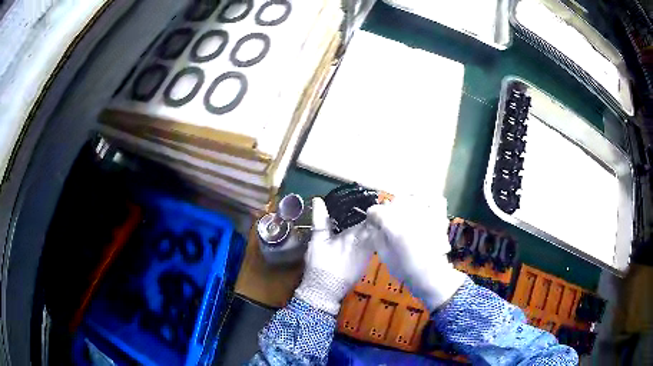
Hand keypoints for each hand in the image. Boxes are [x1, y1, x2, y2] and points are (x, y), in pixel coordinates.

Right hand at [294, 198, 375, 314]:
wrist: (326, 289)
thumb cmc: (321, 263)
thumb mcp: (318, 240)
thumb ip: (320, 219)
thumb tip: (318, 200)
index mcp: (356, 235)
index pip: (371, 218)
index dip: (375, 208)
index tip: (374, 199)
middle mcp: (367, 244)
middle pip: (377, 226)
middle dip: (377, 217)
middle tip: (376, 205)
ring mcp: (369, 253)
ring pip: (377, 235)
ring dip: (375, 227)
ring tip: (373, 217)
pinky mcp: (367, 261)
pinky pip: (374, 244)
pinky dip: (373, 237)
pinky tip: (366, 233)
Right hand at [366, 196, 466, 310]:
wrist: (431, 274)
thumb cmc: (404, 268)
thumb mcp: (384, 255)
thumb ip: (377, 236)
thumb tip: (374, 225)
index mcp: (391, 223)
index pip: (375, 210)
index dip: (372, 218)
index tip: (374, 225)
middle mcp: (408, 212)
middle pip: (393, 202)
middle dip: (389, 212)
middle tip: (390, 225)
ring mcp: (425, 212)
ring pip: (412, 197)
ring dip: (406, 205)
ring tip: (407, 216)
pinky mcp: (439, 215)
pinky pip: (434, 199)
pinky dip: (429, 201)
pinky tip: (425, 208)